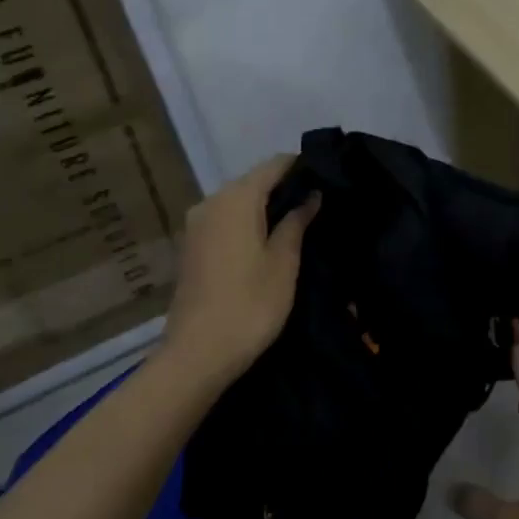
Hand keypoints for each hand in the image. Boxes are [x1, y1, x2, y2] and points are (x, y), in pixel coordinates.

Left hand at [159, 154, 318, 391]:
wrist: (198, 353)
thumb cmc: (251, 304)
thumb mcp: (284, 262)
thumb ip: (297, 222)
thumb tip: (311, 195)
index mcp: (236, 198)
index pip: (274, 165)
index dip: (301, 166)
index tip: (327, 176)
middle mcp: (211, 201)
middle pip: (253, 181)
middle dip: (284, 187)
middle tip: (318, 202)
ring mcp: (196, 224)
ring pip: (238, 201)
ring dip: (266, 206)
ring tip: (299, 221)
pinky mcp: (191, 245)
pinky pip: (225, 220)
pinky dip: (247, 222)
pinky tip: (268, 239)